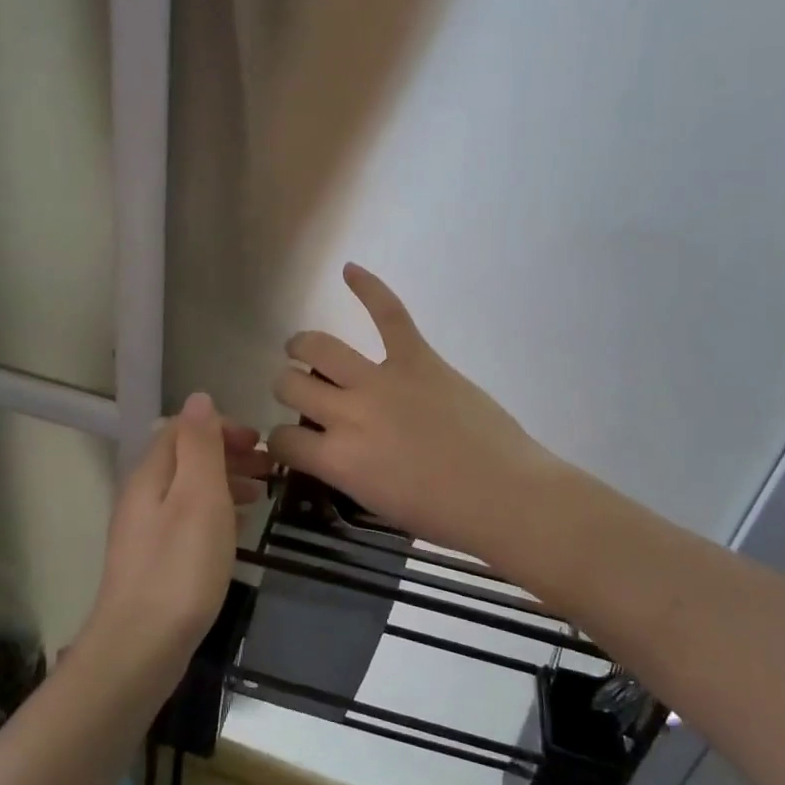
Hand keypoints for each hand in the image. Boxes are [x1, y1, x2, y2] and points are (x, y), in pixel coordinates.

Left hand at [83, 393, 266, 675]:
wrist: (142, 646)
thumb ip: (199, 445)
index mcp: (151, 474)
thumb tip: (199, 399)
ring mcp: (146, 531)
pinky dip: (216, 511)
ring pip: (189, 489)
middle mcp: (143, 496)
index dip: (221, 427)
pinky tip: (236, 528)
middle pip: (185, 458)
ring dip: (225, 482)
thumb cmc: (180, 566)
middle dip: (227, 454)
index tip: (260, 442)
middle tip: (269, 468)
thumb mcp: (198, 496)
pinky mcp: (155, 560)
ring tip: (262, 494)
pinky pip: (188, 519)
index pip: (183, 429)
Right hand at [267, 265, 564, 561]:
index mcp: (336, 458)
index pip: (281, 439)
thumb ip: (344, 469)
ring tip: (301, 347)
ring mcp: (381, 380)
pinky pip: (389, 314)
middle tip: (300, 391)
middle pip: (291, 385)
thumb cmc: (442, 514)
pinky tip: (349, 269)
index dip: (280, 441)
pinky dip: (369, 288)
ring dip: (303, 346)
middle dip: (287, 388)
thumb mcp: (374, 501)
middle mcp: (347, 413)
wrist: (503, 495)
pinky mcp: (418, 359)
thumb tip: (332, 447)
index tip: (293, 442)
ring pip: (320, 347)